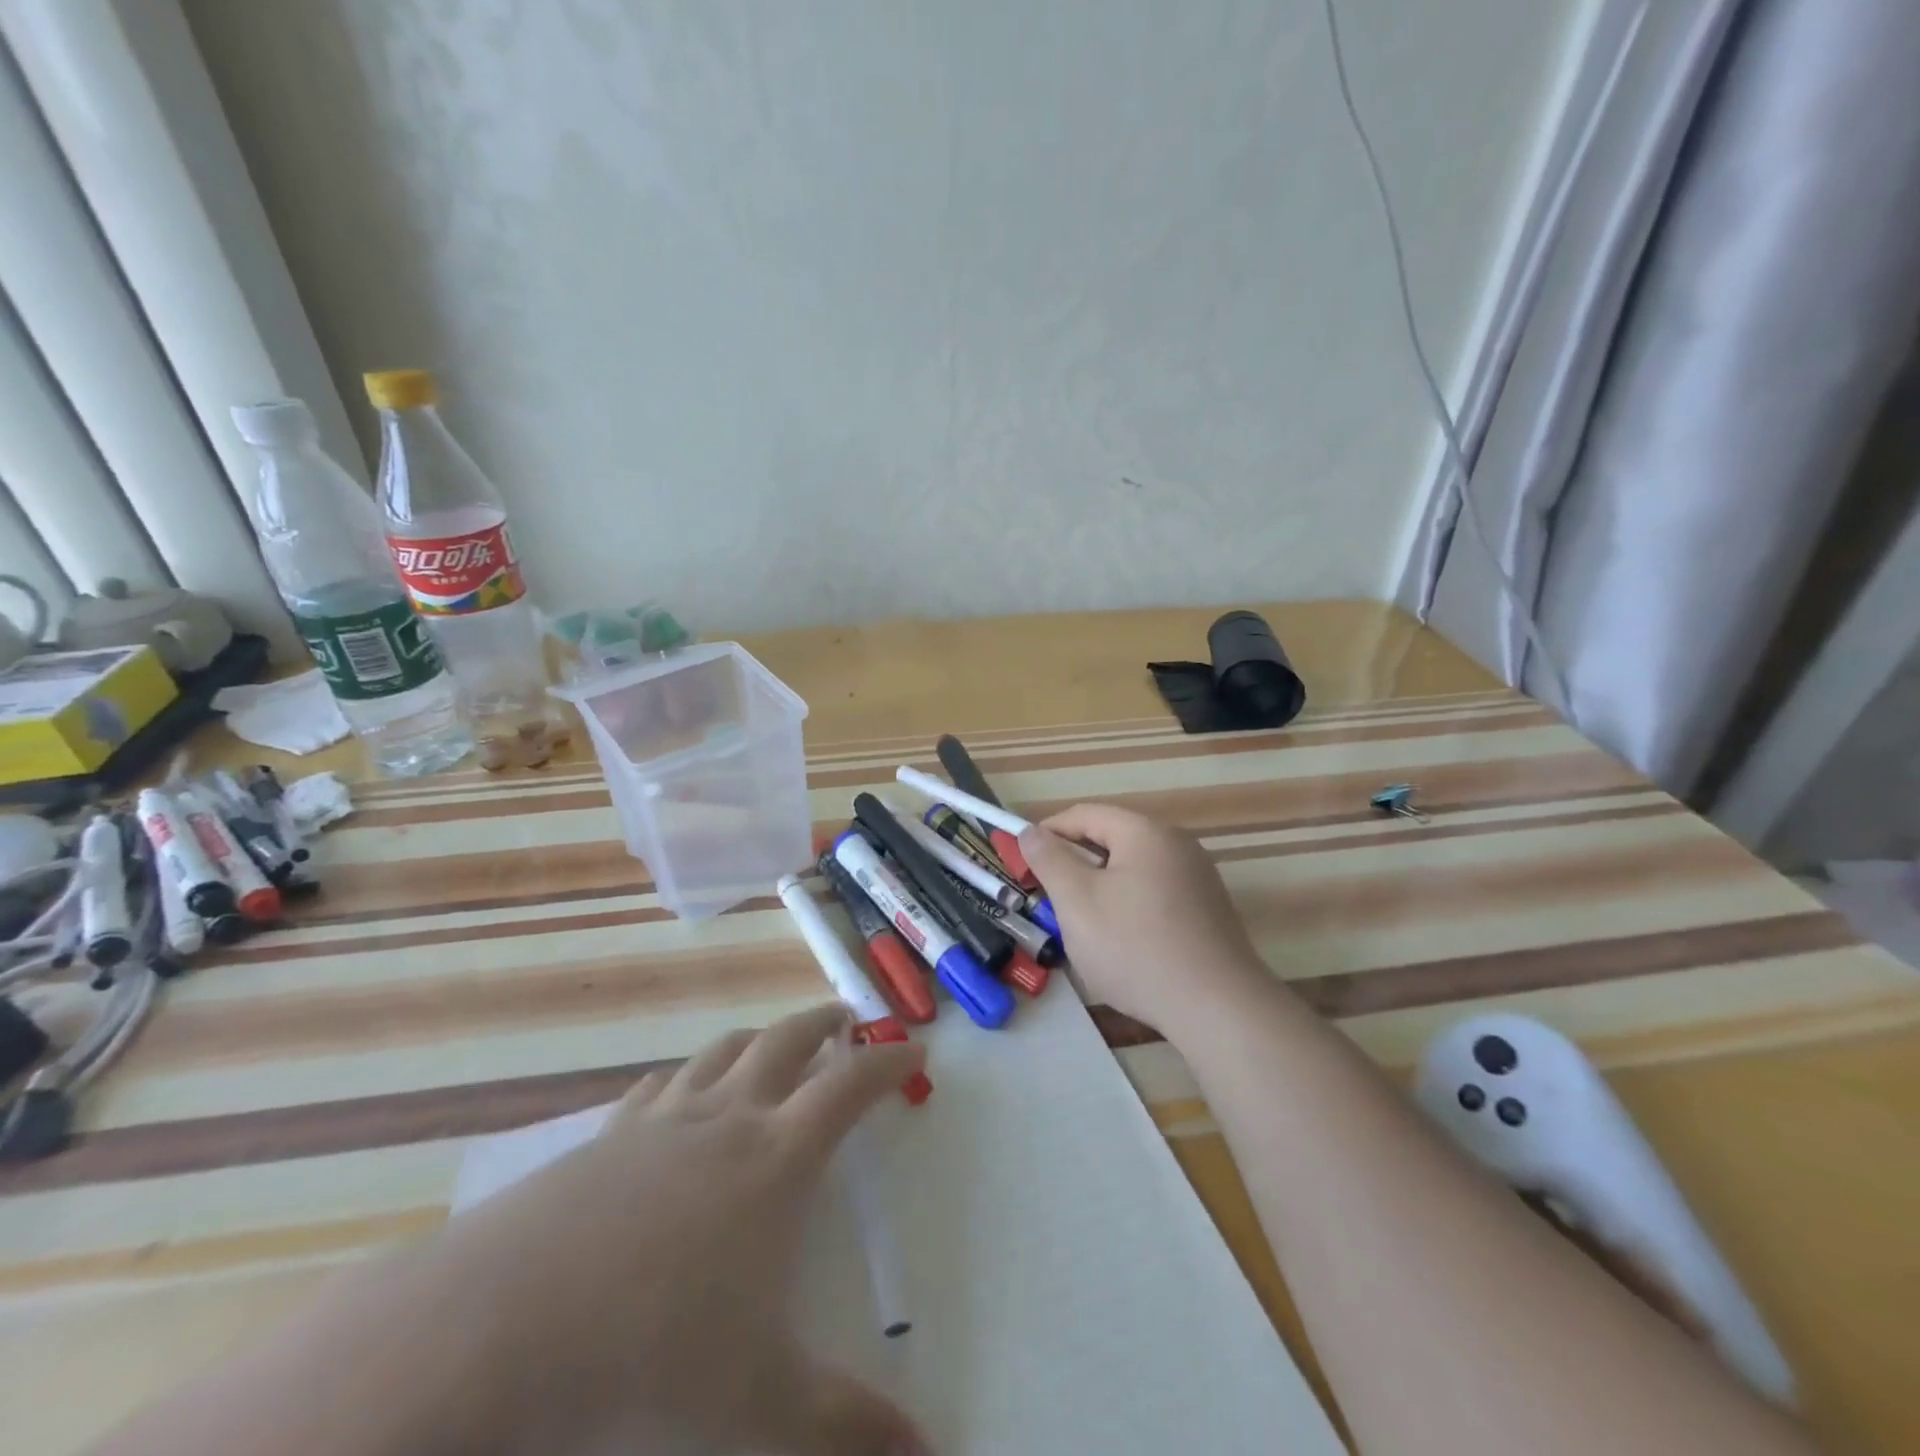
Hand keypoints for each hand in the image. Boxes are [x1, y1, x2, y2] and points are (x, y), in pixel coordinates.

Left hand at [434, 1004, 930, 1455]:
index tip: (914, 1051)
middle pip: (786, 1043)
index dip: (887, 1063)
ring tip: (773, 1042)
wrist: (498, 1330)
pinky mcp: (606, 1137)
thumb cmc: (650, 1355)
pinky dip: (687, 1075)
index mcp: (776, 1158)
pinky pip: (659, 1085)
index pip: (850, 1086)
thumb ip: (850, 1430)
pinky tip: (679, 1091)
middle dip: (823, 1025)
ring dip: (759, 1038)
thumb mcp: (762, 1405)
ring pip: (724, 1052)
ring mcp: (662, 1121)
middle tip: (845, 1018)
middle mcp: (726, 1119)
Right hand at [1019, 803, 1268, 1031]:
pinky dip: (1129, 904)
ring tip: (1082, 924)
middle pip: (1112, 839)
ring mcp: (1198, 876)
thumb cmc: (1135, 948)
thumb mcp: (1077, 902)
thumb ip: (1050, 860)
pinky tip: (1123, 941)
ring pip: (1133, 868)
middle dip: (1075, 863)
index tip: (1022, 862)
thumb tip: (1030, 831)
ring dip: (1101, 886)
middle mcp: (1177, 843)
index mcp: (1145, 832)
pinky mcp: (1209, 908)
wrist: (1217, 1008)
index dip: (1048, 832)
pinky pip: (1156, 891)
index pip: (1085, 814)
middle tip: (1049, 898)